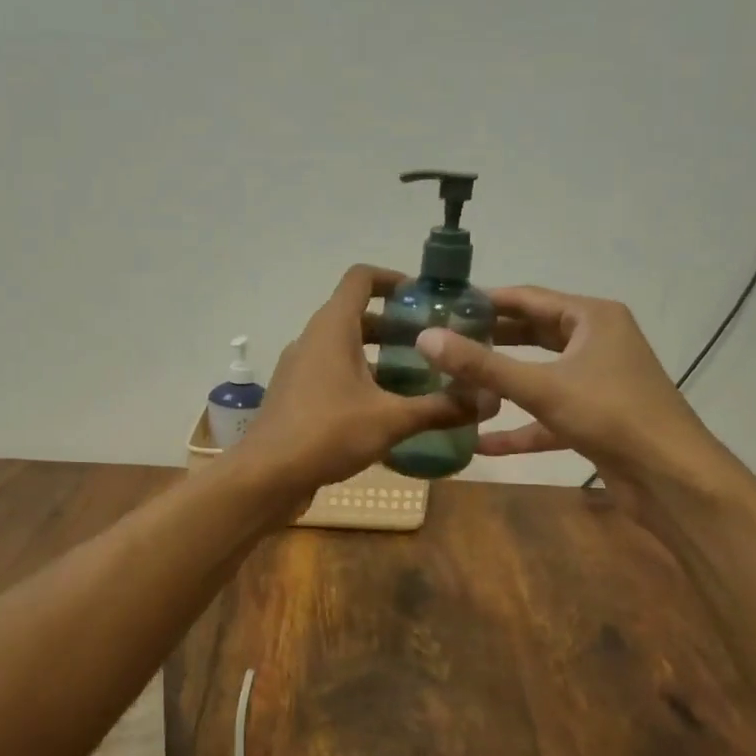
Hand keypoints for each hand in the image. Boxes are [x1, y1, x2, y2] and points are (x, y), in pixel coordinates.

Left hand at [230, 266, 476, 499]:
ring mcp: (300, 369)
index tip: (425, 299)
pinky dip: (360, 381)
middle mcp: (312, 340)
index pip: (361, 279)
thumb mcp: (391, 420)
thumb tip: (489, 400)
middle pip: (357, 316)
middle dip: (396, 327)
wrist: (266, 477)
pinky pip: (333, 375)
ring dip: (379, 357)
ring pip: (345, 349)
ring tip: (418, 379)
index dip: (394, 279)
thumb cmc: (327, 434)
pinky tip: (387, 411)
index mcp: (332, 328)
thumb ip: (440, 408)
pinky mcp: (295, 397)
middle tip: (433, 345)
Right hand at [415, 286, 742, 515]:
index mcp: (591, 318)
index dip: (485, 301)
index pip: (528, 298)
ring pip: (539, 375)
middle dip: (490, 340)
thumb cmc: (611, 415)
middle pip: (533, 334)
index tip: (443, 306)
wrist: (672, 478)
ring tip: (454, 384)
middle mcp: (596, 342)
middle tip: (443, 343)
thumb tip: (425, 339)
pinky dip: (519, 427)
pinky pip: (547, 415)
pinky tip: (480, 443)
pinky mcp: (594, 418)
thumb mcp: (541, 387)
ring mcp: (597, 382)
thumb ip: (482, 365)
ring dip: (501, 383)